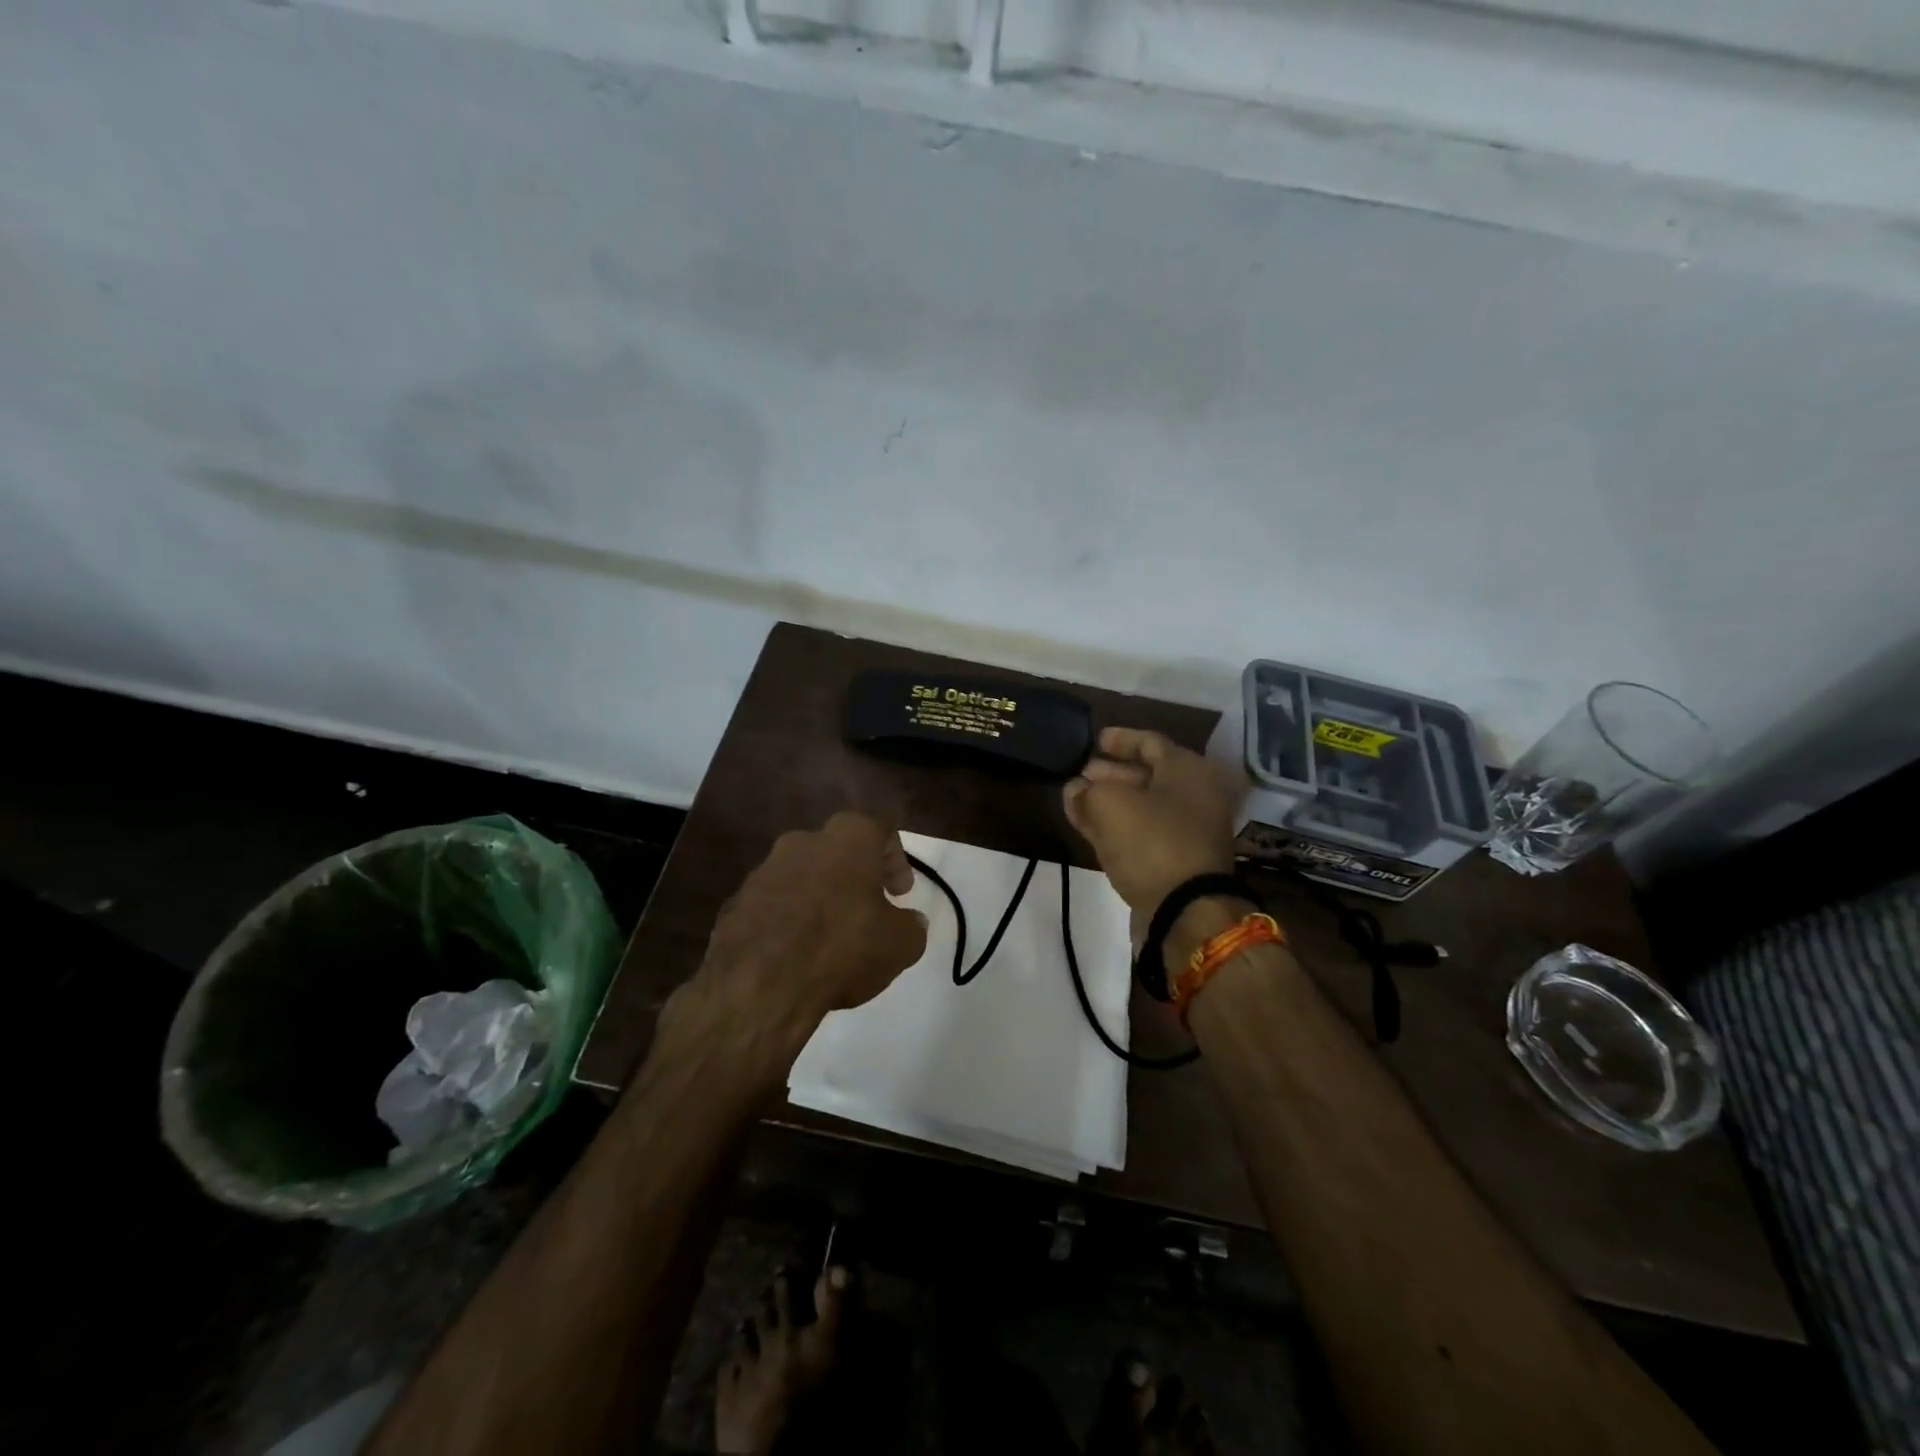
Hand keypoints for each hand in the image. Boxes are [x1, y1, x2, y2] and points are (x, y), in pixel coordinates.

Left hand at [664, 812, 928, 1067]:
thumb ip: (911, 927)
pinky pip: (774, 903)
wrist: (758, 985)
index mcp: (848, 839)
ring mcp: (764, 870)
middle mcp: (803, 841)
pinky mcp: (736, 902)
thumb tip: (911, 922)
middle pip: (838, 849)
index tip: (901, 893)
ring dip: (820, 896)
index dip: (896, 861)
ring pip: (803, 874)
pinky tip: (797, 953)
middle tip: (869, 909)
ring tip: (831, 936)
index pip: (881, 831)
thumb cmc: (842, 949)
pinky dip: (789, 919)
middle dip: (856, 876)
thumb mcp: (900, 945)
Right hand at [1063, 727, 1238, 922]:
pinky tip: (1090, 828)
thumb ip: (1086, 791)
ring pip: (1144, 807)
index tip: (1094, 740)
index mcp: (1187, 770)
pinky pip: (1144, 834)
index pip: (1150, 742)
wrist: (1186, 912)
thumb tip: (1075, 789)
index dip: (1120, 739)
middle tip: (1081, 773)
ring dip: (1111, 802)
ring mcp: (1188, 831)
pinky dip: (1118, 827)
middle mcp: (1195, 796)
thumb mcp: (1109, 805)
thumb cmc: (1151, 842)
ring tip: (1078, 800)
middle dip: (1112, 773)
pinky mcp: (1178, 862)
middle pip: (1148, 775)